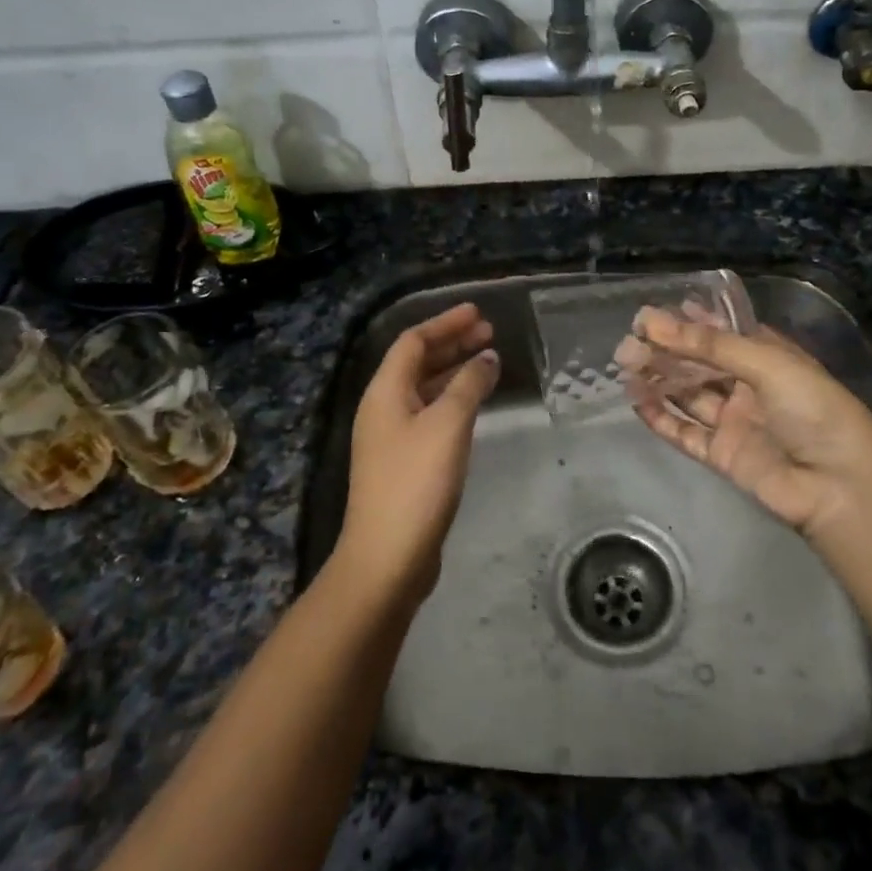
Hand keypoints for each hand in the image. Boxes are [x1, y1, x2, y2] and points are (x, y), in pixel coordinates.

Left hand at [336, 303, 499, 604]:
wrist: (387, 557)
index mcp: (385, 392)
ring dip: (454, 372)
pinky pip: (429, 414)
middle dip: (452, 344)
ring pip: (424, 390)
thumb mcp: (448, 425)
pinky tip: (474, 405)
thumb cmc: (416, 482)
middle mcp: (382, 408)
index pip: (413, 342)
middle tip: (489, 333)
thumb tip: (486, 358)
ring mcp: (391, 438)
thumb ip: (469, 385)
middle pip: (417, 363)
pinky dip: (452, 400)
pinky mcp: (403, 463)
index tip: (478, 313)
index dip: (445, 323)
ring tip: (487, 362)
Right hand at [624, 306, 871, 540]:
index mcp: (768, 357)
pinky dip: (661, 418)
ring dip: (658, 380)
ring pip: (688, 395)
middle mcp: (749, 386)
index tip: (650, 314)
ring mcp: (735, 421)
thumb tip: (653, 321)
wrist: (839, 487)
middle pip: (699, 364)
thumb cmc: (813, 410)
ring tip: (624, 366)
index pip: (721, 333)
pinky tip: (637, 402)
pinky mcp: (723, 455)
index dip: (688, 323)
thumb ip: (708, 346)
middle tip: (628, 343)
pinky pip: (685, 433)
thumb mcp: (767, 364)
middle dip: (665, 351)